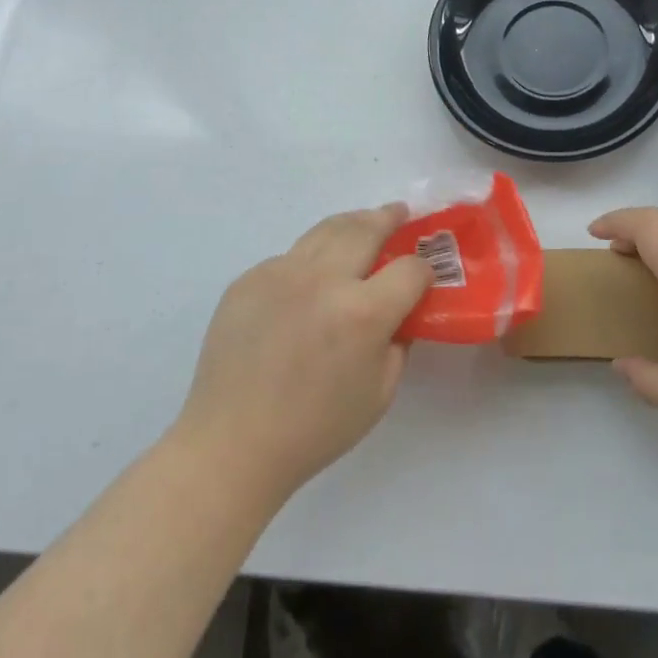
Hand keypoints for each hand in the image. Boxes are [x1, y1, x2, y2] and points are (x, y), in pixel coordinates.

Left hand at [176, 204, 431, 501]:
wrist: (233, 444)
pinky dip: (310, 258)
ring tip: (364, 222)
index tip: (424, 276)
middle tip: (399, 213)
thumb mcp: (380, 392)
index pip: (410, 269)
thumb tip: (399, 312)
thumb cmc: (315, 428)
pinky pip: (290, 257)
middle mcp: (323, 280)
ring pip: (326, 230)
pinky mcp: (248, 279)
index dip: (424, 270)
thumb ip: (398, 342)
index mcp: (362, 312)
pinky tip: (312, 278)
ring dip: (352, 223)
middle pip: (366, 228)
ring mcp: (280, 274)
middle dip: (389, 218)